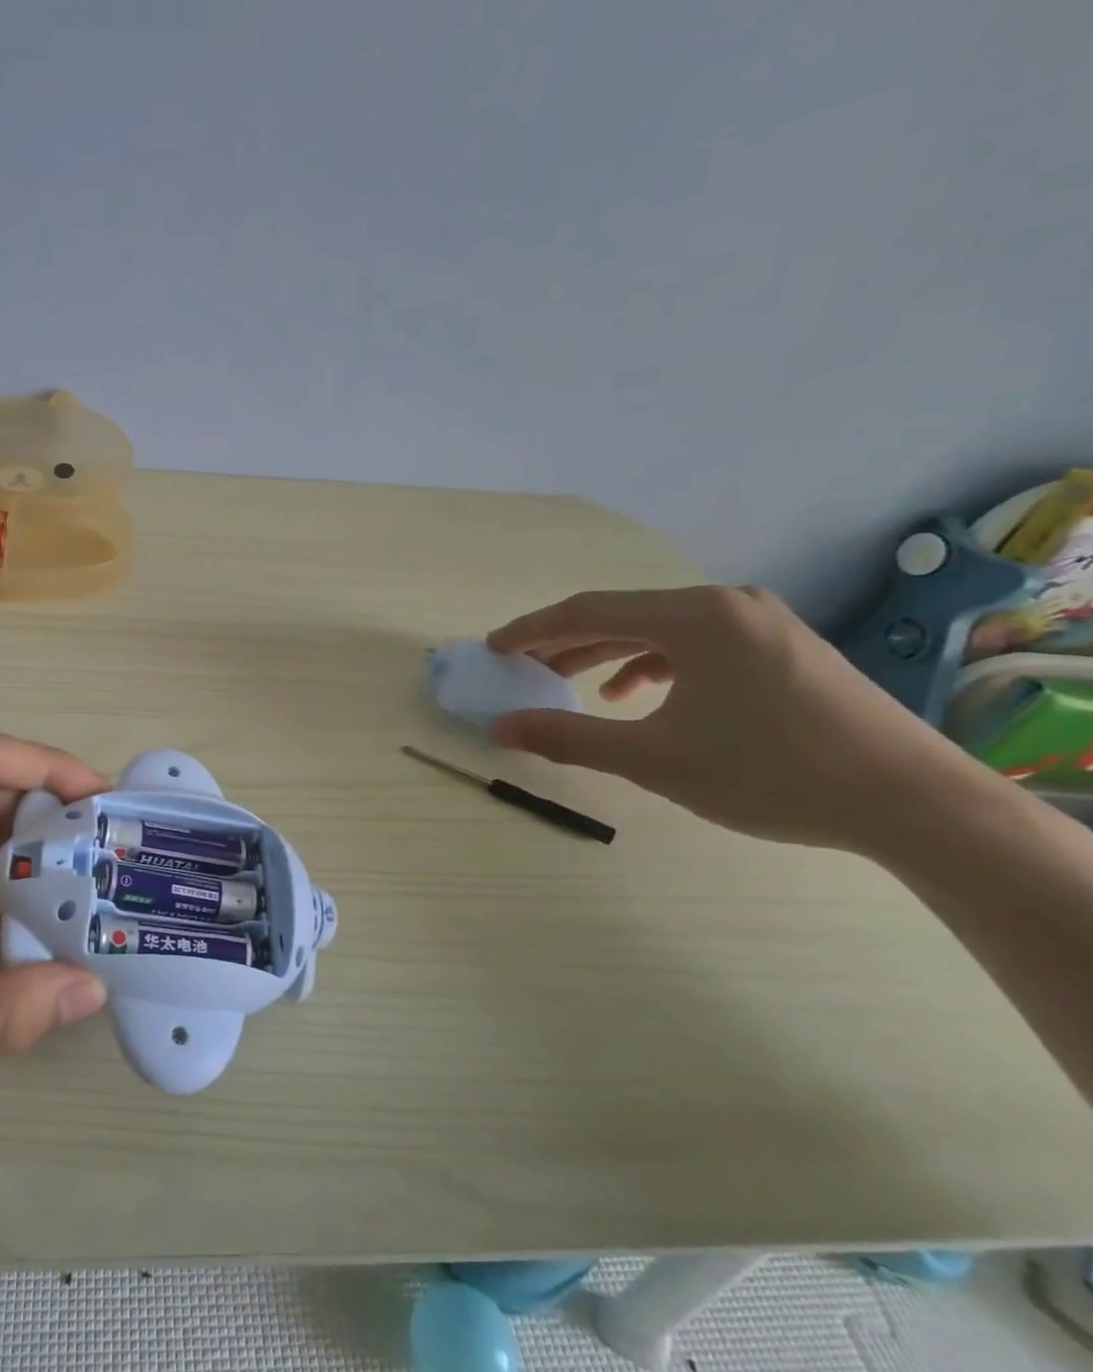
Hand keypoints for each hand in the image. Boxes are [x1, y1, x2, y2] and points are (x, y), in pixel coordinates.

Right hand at [485, 585, 977, 849]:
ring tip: (570, 685)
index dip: (532, 630)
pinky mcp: (783, 648)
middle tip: (523, 668)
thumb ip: (568, 738)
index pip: (588, 611)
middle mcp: (727, 604)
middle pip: (623, 616)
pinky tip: (637, 696)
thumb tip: (500, 729)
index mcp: (694, 616)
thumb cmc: (770, 772)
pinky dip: (654, 665)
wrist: (914, 803)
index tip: (493, 648)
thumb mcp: (653, 758)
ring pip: (659, 631)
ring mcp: (761, 623)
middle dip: (566, 643)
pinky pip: (695, 645)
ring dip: (607, 655)